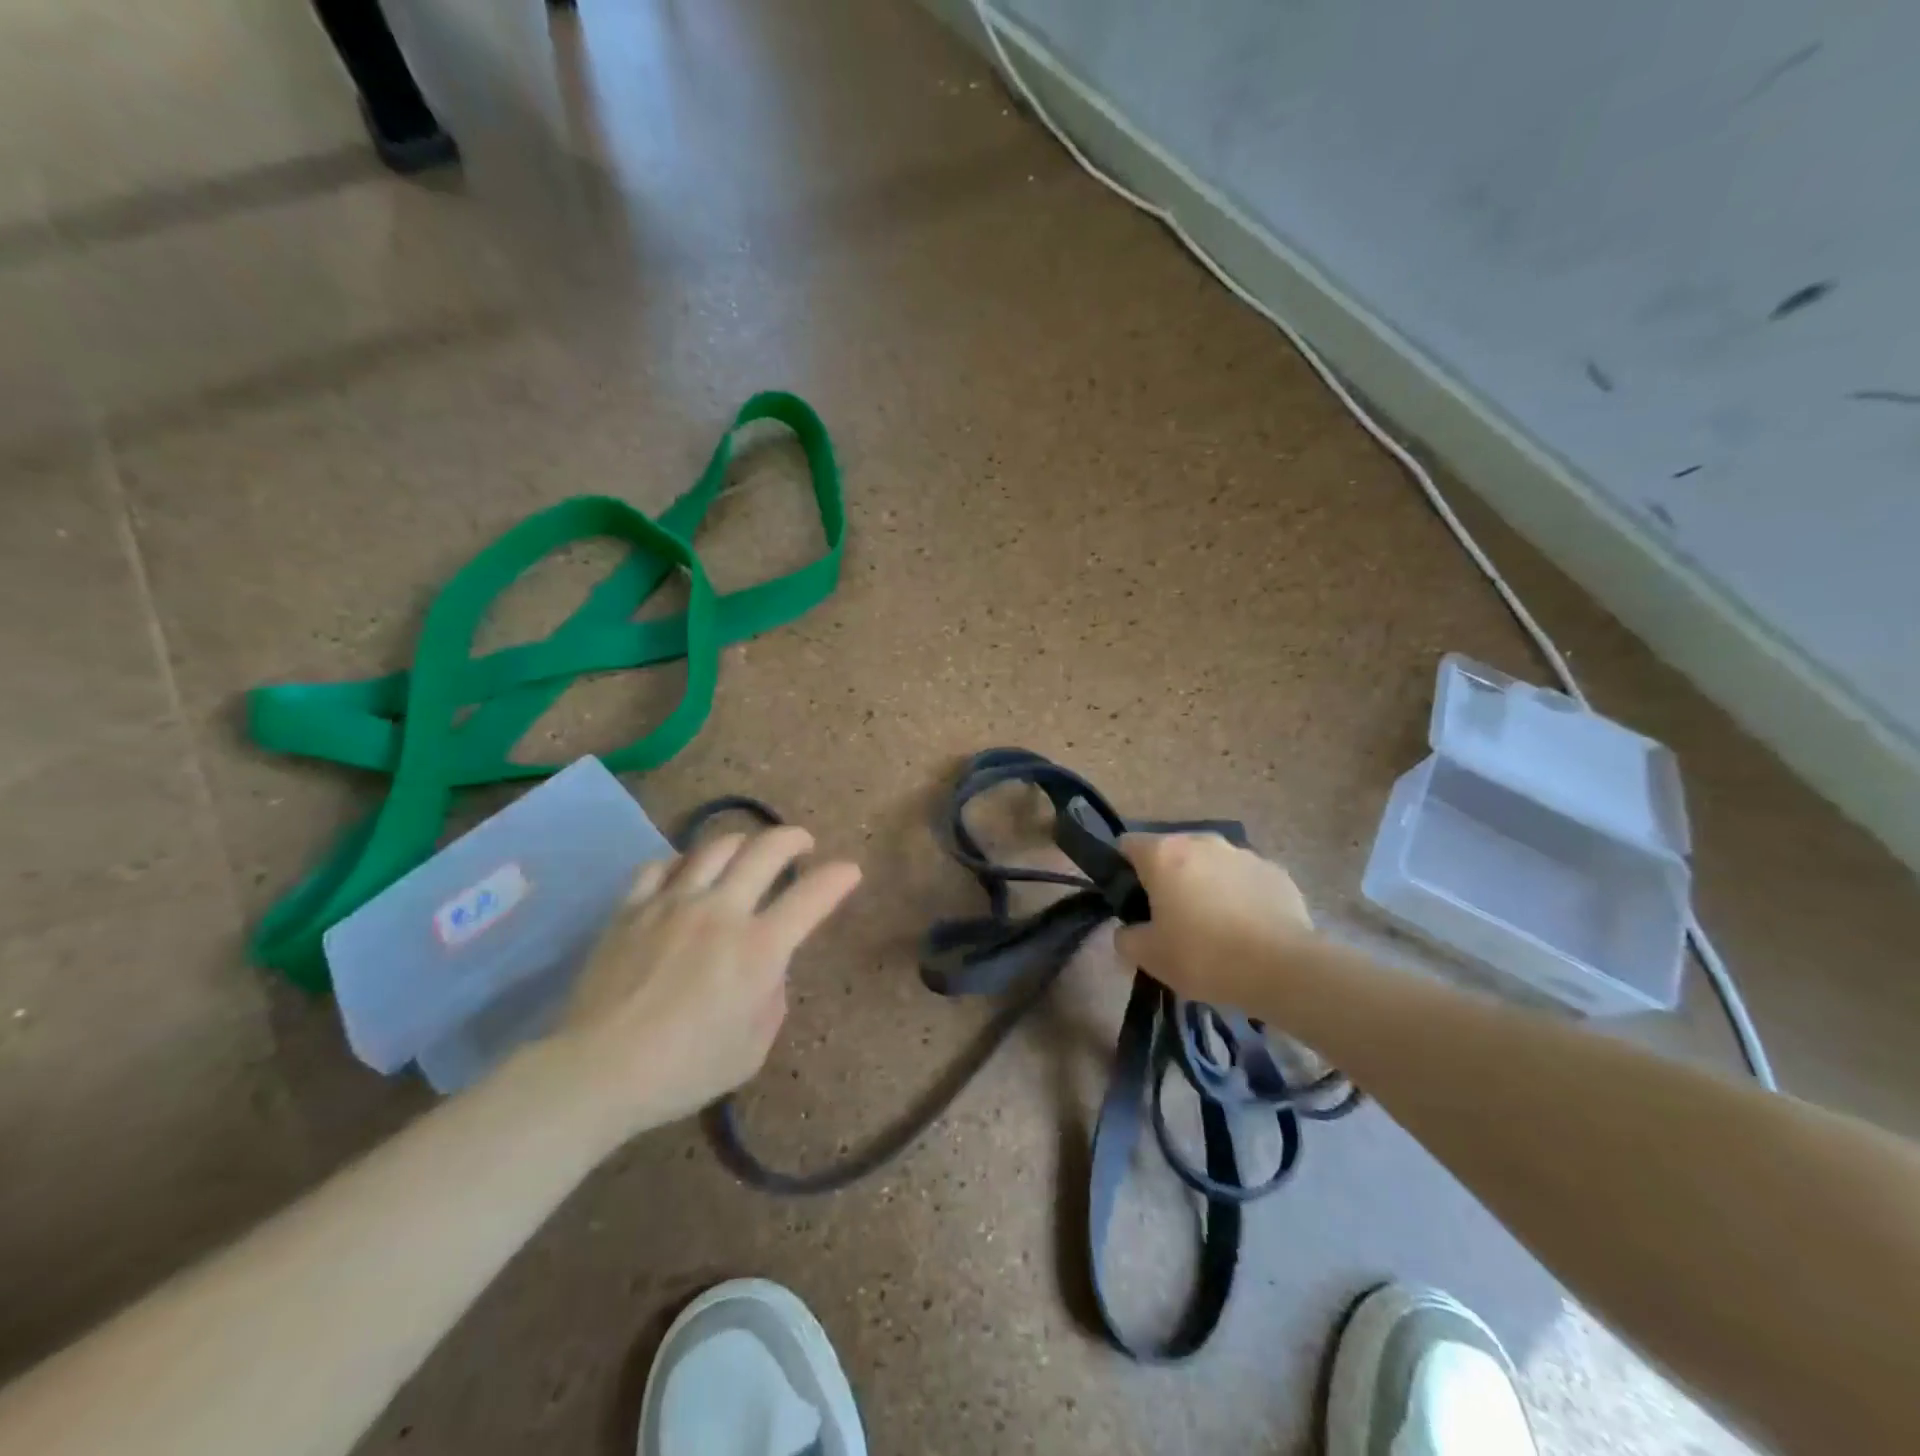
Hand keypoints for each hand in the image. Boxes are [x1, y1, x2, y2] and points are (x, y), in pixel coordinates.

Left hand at [554, 825, 861, 1141]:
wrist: (598, 1072)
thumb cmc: (684, 1070)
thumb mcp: (752, 1049)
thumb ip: (772, 998)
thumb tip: (768, 967)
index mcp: (758, 949)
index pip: (813, 896)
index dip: (839, 877)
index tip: (849, 871)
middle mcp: (721, 912)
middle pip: (766, 850)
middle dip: (794, 839)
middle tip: (802, 844)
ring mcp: (672, 903)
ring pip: (716, 847)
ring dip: (743, 843)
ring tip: (747, 853)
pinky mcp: (632, 908)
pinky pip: (661, 865)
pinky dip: (684, 864)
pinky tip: (686, 874)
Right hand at [1112, 832, 1315, 1006]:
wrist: (1284, 969)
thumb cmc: (1204, 956)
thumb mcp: (1148, 956)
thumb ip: (1125, 937)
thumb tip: (1127, 930)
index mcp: (1164, 854)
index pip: (1127, 844)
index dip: (1123, 871)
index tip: (1131, 902)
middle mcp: (1202, 841)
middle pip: (1171, 852)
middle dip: (1167, 878)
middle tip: (1170, 919)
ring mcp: (1243, 853)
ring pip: (1210, 864)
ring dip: (1204, 885)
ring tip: (1213, 927)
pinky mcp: (1276, 872)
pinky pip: (1244, 879)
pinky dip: (1239, 896)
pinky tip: (1247, 930)